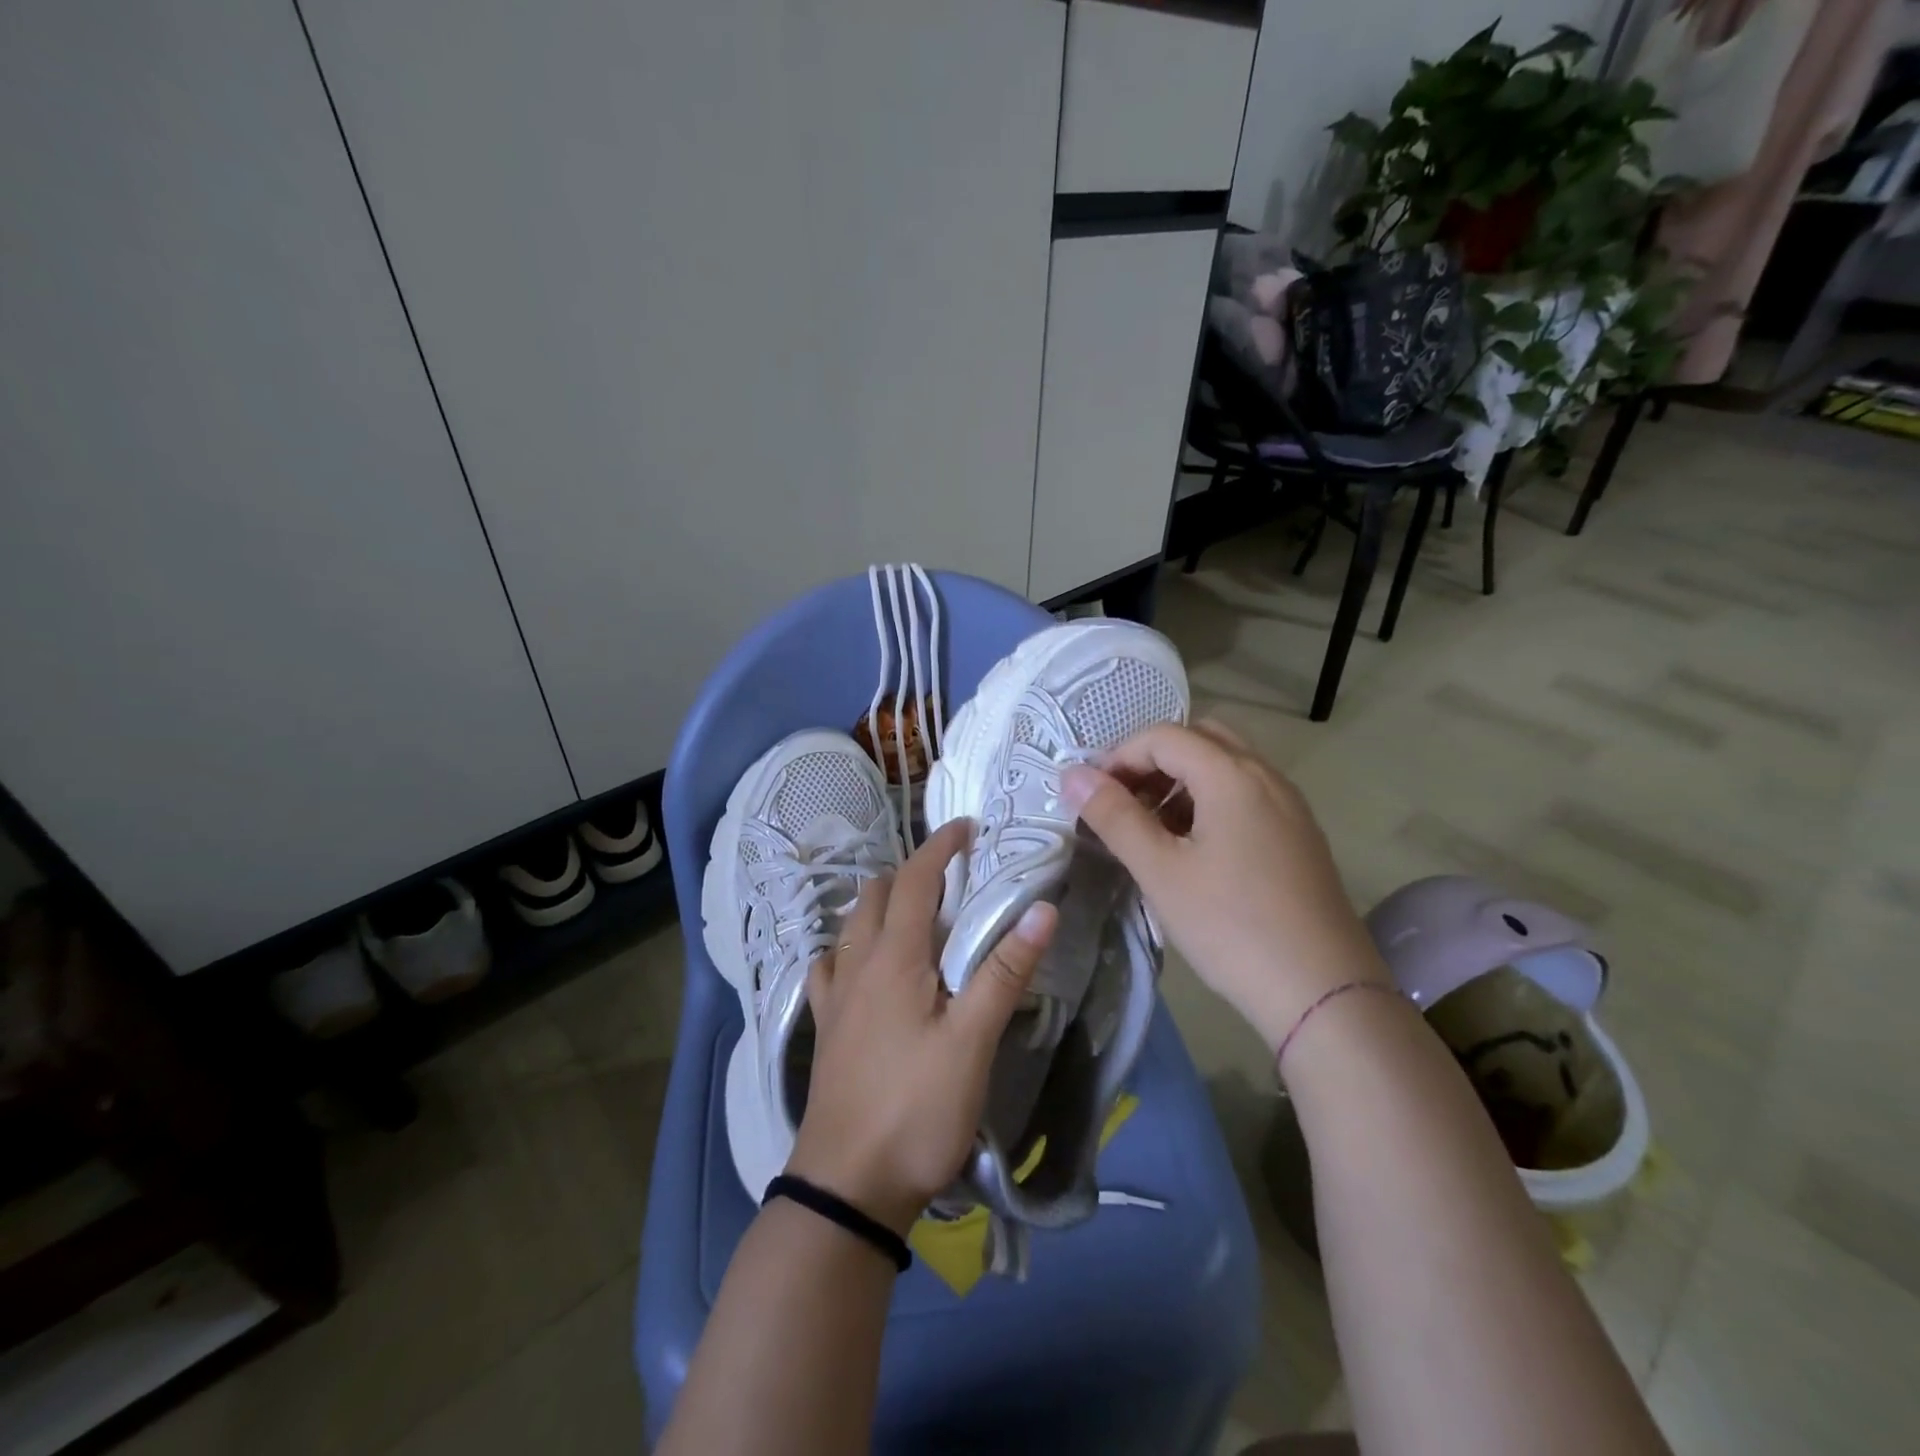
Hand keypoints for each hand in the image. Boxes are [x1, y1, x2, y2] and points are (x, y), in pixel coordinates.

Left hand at [785, 818, 1057, 1237]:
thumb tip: (1042, 908)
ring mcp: (835, 997)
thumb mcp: (972, 1042)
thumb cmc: (915, 1109)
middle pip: (878, 895)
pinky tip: (862, 964)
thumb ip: (1004, 972)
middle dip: (913, 871)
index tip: (967, 827)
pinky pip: (829, 966)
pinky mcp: (825, 1028)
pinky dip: (849, 946)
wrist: (846, 1186)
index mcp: (894, 958)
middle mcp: (857, 964)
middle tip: (952, 874)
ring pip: (851, 926)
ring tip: (914, 911)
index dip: (940, 847)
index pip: (917, 880)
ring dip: (880, 904)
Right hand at [1060, 720, 1388, 1053]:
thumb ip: (1114, 816)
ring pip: (1225, 766)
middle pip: (1199, 739)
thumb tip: (1073, 775)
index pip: (1163, 736)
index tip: (1092, 796)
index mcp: (1232, 775)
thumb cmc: (1231, 926)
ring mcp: (1289, 805)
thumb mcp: (1161, 871)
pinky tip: (1193, 848)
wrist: (1323, 992)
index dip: (1119, 756)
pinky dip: (1209, 801)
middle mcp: (1266, 776)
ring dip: (1181, 781)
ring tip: (1151, 829)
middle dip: (1152, 761)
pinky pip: (1246, 794)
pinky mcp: (1298, 834)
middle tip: (1123, 802)